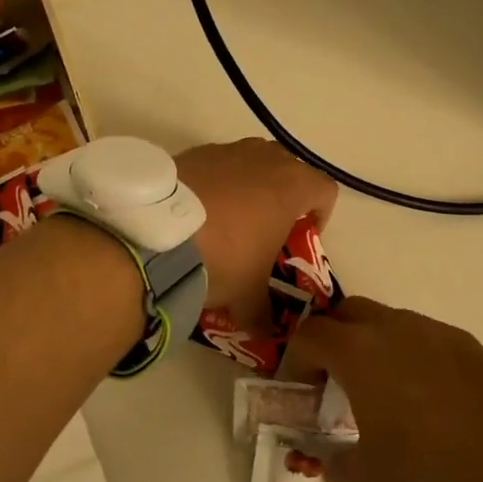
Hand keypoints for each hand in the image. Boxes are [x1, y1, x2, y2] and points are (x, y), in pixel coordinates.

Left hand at [176, 139, 337, 322]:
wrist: (156, 234)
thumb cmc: (222, 258)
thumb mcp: (248, 295)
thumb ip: (263, 312)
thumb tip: (266, 330)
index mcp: (292, 186)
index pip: (326, 191)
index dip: (321, 216)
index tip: (300, 238)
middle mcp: (264, 158)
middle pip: (289, 170)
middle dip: (284, 197)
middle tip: (267, 229)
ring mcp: (227, 150)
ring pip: (252, 162)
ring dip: (249, 186)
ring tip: (229, 220)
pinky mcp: (193, 152)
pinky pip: (217, 165)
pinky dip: (215, 183)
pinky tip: (197, 213)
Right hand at [288, 298, 482, 481]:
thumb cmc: (433, 467)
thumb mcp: (375, 477)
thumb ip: (340, 466)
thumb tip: (327, 465)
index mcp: (358, 352)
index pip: (310, 335)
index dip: (296, 358)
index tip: (301, 389)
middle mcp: (392, 328)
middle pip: (346, 313)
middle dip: (333, 338)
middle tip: (335, 378)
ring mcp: (433, 330)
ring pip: (388, 320)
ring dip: (373, 344)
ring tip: (382, 387)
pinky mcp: (467, 342)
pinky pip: (424, 336)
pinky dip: (411, 353)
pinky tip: (426, 394)